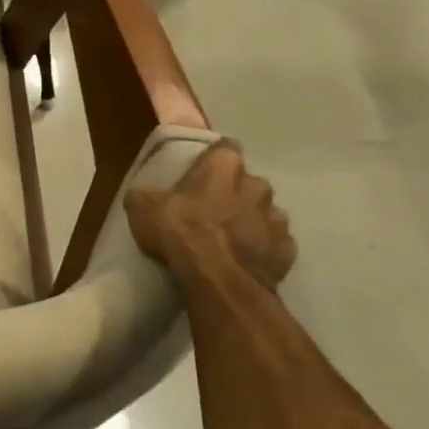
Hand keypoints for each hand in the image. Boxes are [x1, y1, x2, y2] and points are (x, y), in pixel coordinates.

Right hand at [125, 142, 295, 288]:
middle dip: (234, 192)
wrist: (217, 280)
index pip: (225, 148)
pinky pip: (274, 243)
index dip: (213, 159)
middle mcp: (256, 186)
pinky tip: (243, 260)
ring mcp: (276, 219)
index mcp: (222, 167)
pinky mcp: (287, 250)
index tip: (201, 170)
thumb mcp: (141, 208)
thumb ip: (146, 195)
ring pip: (265, 213)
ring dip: (250, 220)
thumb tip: (142, 196)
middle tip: (211, 208)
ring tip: (228, 238)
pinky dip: (262, 248)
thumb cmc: (179, 231)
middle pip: (247, 182)